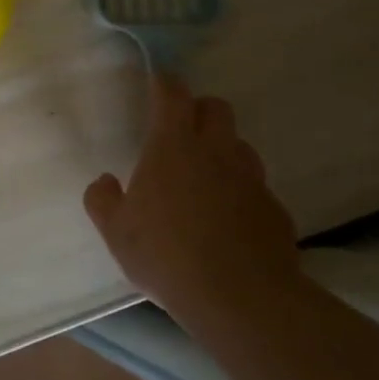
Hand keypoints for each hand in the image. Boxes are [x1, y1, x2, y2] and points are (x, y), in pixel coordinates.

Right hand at [81, 73, 299, 311]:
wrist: (241, 299)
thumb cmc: (165, 255)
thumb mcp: (115, 231)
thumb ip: (103, 200)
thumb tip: (106, 181)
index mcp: (172, 148)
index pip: (173, 96)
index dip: (165, 83)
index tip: (158, 80)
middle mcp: (216, 153)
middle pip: (216, 109)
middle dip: (199, 109)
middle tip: (180, 129)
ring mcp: (251, 181)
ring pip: (239, 146)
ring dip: (222, 150)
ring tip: (203, 178)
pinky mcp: (275, 210)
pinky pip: (255, 187)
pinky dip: (239, 191)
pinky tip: (226, 220)